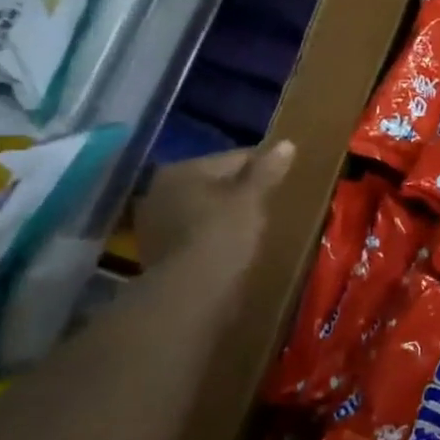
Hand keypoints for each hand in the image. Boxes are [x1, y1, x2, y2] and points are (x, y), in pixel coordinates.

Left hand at [134, 141, 295, 275]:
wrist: (189, 295)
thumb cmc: (222, 235)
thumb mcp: (251, 199)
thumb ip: (267, 171)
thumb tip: (286, 144)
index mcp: (182, 169)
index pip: (233, 159)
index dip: (261, 169)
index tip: (282, 181)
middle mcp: (159, 190)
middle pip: (213, 184)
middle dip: (238, 192)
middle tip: (267, 206)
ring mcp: (153, 224)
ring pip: (202, 210)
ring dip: (222, 216)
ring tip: (252, 229)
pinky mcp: (155, 254)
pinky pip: (193, 235)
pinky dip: (210, 237)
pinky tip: (230, 249)